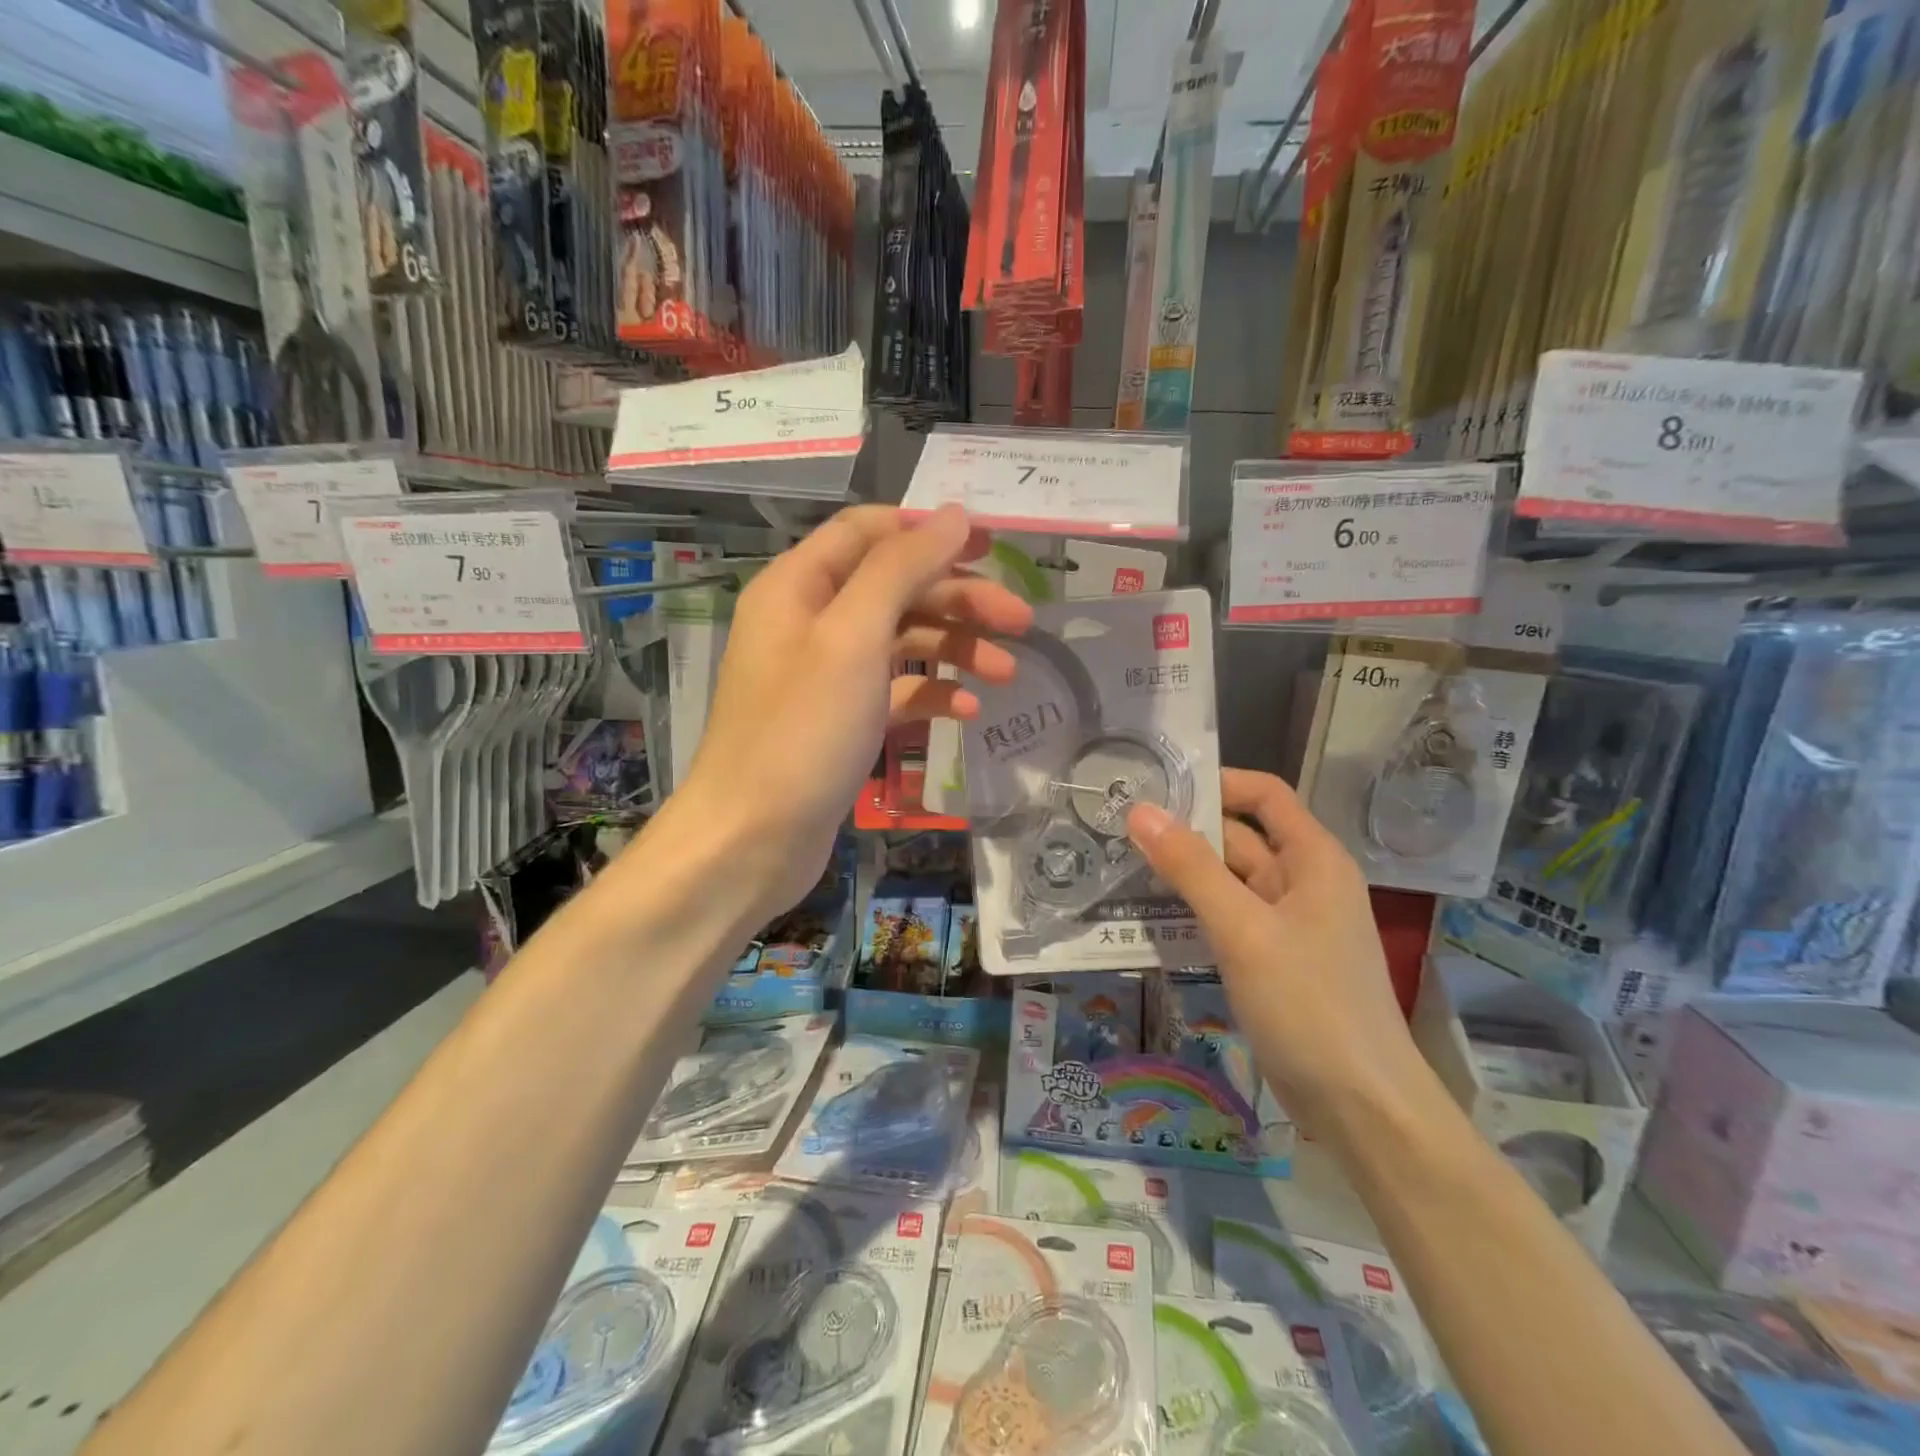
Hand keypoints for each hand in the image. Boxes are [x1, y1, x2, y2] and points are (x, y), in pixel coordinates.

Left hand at [668, 505, 1032, 921]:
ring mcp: (827, 674)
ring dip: (955, 648)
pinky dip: (932, 693)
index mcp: (800, 585)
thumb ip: (901, 568)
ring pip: (902, 640)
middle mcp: (811, 621)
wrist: (752, 840)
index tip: (993, 545)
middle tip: (1022, 621)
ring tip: (1006, 672)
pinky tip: (967, 710)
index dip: (931, 530)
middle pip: (895, 587)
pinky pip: (895, 691)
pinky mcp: (842, 720)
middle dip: (959, 598)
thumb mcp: (853, 637)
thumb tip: (954, 515)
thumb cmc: (801, 731)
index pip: (870, 532)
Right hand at [1126, 769, 1427, 1131]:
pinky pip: (1227, 918)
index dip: (1216, 782)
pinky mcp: (1272, 960)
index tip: (1157, 784)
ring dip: (1183, 872)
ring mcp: (1287, 924)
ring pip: (1228, 881)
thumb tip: (1141, 810)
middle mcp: (1302, 882)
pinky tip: (1148, 915)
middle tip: (1118, 825)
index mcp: (1313, 859)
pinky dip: (1193, 911)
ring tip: (1120, 862)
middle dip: (1185, 830)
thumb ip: (1190, 867)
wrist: (1361, 1107)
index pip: (1264, 795)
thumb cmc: (1309, 1005)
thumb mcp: (1243, 930)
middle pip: (1240, 837)